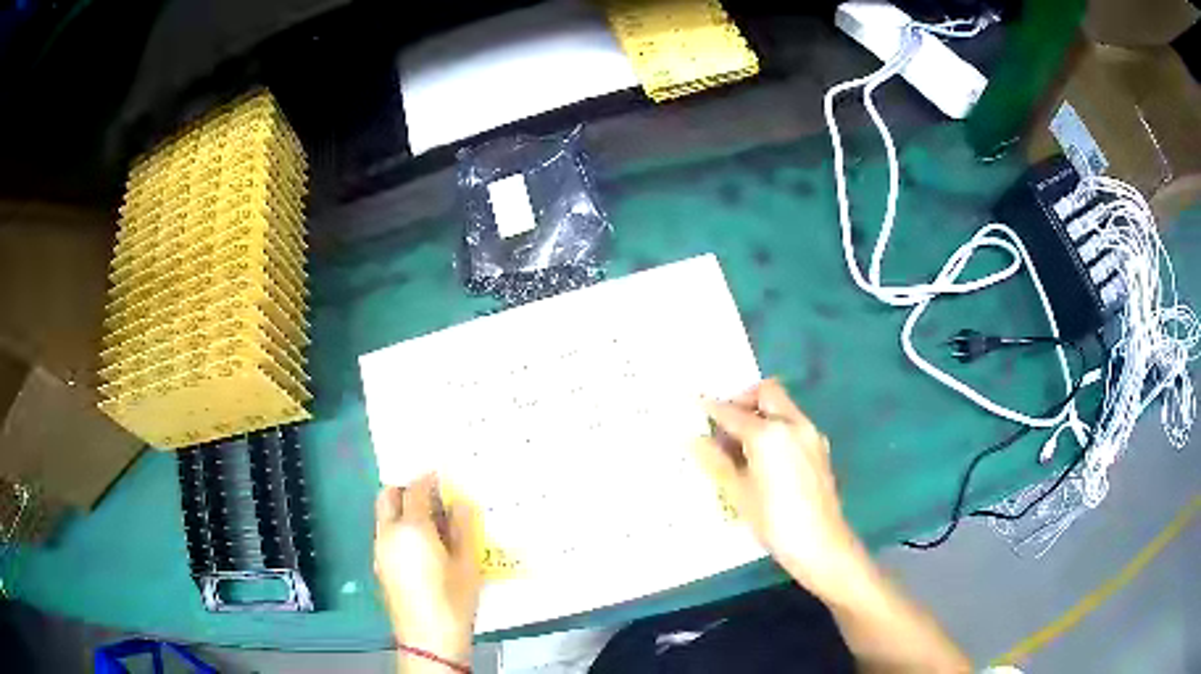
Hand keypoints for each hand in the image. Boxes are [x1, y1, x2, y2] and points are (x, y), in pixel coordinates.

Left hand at [374, 474, 481, 666]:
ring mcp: (379, 550)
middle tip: (432, 497)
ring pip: (385, 516)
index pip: (416, 490)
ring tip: (431, 524)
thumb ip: (463, 527)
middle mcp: (388, 533)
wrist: (428, 639)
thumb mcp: (468, 564)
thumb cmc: (453, 601)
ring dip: (402, 509)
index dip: (429, 479)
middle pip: (388, 495)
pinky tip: (421, 547)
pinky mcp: (379, 565)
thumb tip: (459, 503)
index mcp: (411, 529)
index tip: (442, 477)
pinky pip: (385, 534)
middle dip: (407, 489)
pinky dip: (398, 528)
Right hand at [695, 379, 866, 597]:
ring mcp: (810, 434)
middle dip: (742, 400)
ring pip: (782, 407)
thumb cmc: (773, 521)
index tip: (695, 404)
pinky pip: (793, 424)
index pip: (733, 413)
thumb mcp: (738, 493)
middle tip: (724, 423)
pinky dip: (776, 428)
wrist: (820, 543)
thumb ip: (716, 461)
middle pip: (766, 393)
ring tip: (741, 444)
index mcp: (769, 434)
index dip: (711, 408)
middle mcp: (793, 424)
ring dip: (761, 413)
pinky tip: (765, 457)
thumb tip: (694, 439)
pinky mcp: (820, 448)